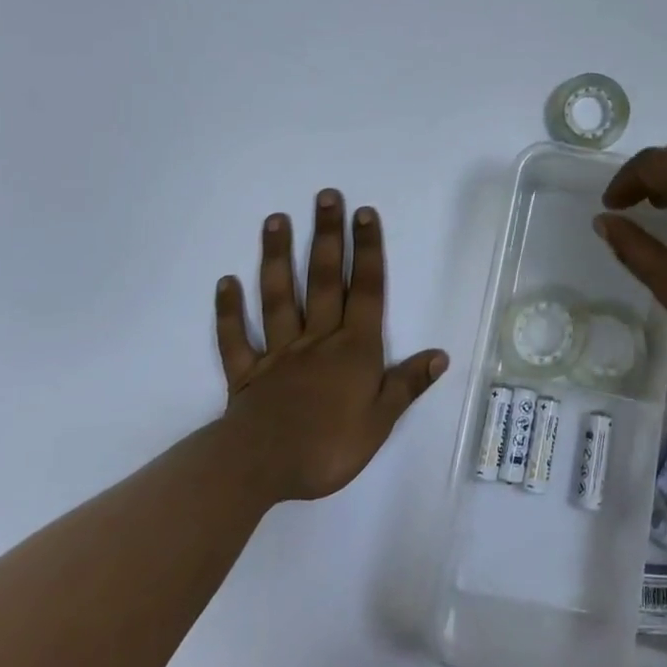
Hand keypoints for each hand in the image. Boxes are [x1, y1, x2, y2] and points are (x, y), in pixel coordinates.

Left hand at [215, 191, 446, 503]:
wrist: (260, 470)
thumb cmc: (328, 447)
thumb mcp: (380, 422)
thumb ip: (407, 384)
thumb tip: (440, 354)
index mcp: (353, 349)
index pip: (365, 290)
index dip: (366, 251)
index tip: (363, 213)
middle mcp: (317, 339)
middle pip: (323, 280)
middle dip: (326, 236)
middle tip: (325, 196)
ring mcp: (278, 353)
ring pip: (278, 298)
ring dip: (277, 258)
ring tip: (275, 220)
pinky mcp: (246, 374)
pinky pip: (236, 339)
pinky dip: (229, 312)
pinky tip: (226, 282)